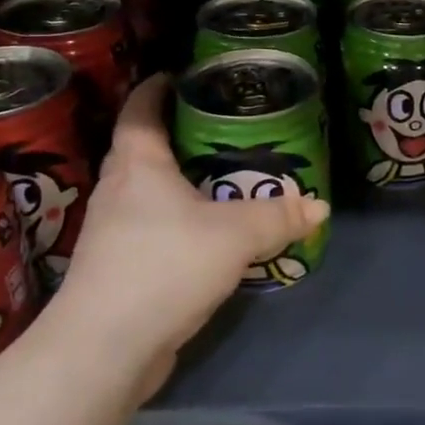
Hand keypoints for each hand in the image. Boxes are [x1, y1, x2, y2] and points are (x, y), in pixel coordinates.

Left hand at [47, 74, 328, 384]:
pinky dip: (176, 220)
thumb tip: (319, 206)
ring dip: (176, 181)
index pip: (140, 111)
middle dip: (174, 133)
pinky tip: (206, 233)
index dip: (156, 89)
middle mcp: (118, 191)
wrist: (105, 348)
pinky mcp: (118, 269)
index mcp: (138, 166)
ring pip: (146, 192)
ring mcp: (113, 232)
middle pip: (141, 149)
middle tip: (218, 126)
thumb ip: (278, 217)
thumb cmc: (165, 266)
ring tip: (219, 177)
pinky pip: (150, 228)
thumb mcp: (235, 236)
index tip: (179, 76)